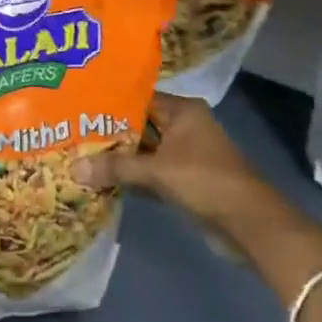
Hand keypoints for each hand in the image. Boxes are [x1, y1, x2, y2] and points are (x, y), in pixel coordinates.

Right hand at [71, 93, 267, 227]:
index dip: (110, 102)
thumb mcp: (157, 171)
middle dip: (111, 132)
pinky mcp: (185, 180)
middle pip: (140, 124)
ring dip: (120, 157)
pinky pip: (151, 171)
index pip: (139, 97)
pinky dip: (133, 176)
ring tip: (81, 154)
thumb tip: (73, 168)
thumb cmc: (204, 181)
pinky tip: (104, 180)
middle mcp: (184, 126)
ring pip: (145, 150)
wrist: (248, 224)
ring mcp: (186, 154)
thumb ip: (116, 167)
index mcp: (183, 110)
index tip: (80, 105)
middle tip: (73, 132)